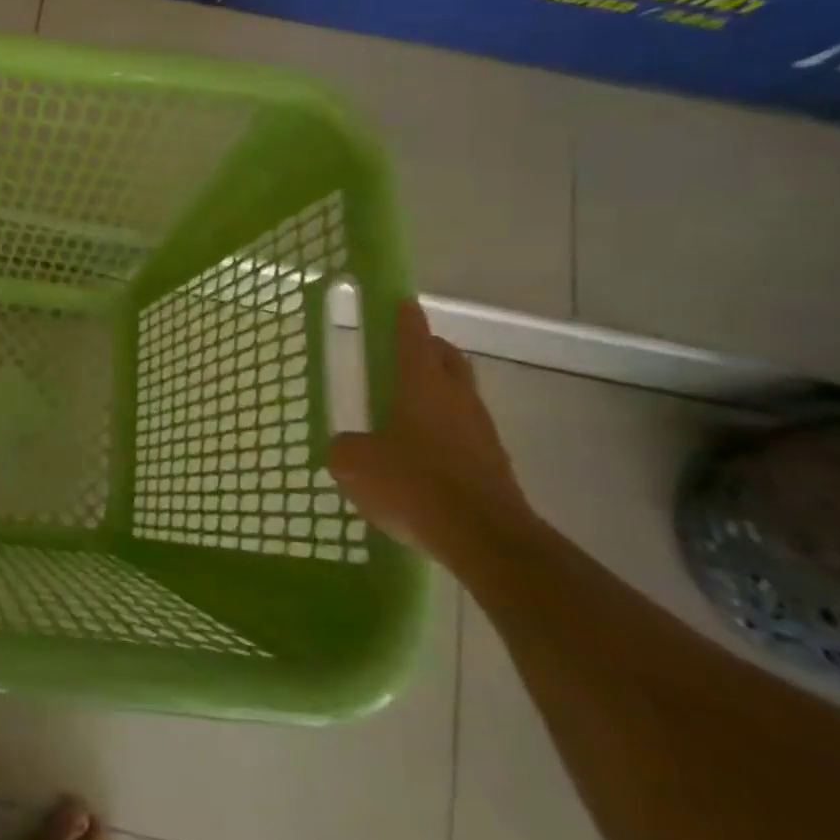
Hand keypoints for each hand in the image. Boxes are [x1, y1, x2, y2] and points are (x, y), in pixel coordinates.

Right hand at [327, 301, 531, 564]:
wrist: (484, 538)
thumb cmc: (413, 484)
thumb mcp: (354, 464)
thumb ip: (345, 448)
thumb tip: (348, 447)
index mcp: (422, 385)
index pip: (413, 338)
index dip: (404, 318)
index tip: (400, 302)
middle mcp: (457, 399)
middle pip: (447, 360)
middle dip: (429, 350)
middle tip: (404, 353)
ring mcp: (482, 433)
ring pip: (460, 397)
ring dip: (439, 394)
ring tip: (408, 410)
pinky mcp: (495, 466)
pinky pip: (466, 435)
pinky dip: (446, 433)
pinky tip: (424, 455)